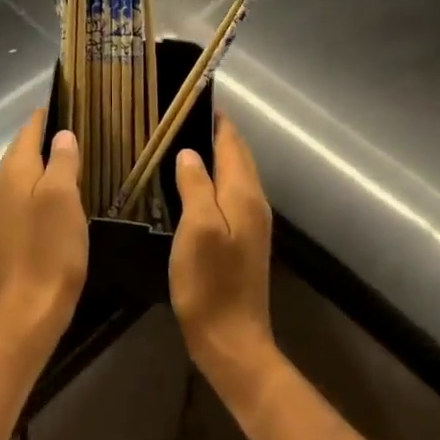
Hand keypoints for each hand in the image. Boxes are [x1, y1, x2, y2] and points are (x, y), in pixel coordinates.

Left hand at [0, 110, 88, 359]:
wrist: (29, 308)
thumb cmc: (50, 248)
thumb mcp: (63, 197)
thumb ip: (63, 161)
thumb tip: (63, 134)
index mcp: (15, 171)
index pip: (30, 129)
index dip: (48, 113)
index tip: (71, 97)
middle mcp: (4, 184)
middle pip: (25, 148)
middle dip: (48, 133)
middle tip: (81, 122)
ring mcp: (5, 209)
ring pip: (27, 171)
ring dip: (47, 159)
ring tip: (78, 151)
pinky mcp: (13, 230)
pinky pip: (29, 192)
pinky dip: (46, 182)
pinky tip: (65, 190)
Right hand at [170, 113, 276, 389]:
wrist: (232, 340)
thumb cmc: (209, 284)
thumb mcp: (196, 229)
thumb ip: (195, 186)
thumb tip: (189, 152)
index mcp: (244, 195)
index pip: (233, 144)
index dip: (217, 120)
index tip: (194, 98)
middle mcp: (254, 203)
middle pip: (239, 157)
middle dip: (218, 133)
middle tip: (185, 115)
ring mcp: (252, 224)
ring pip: (236, 175)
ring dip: (218, 155)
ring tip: (187, 140)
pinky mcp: (243, 241)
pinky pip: (231, 195)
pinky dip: (217, 178)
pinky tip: (196, 182)